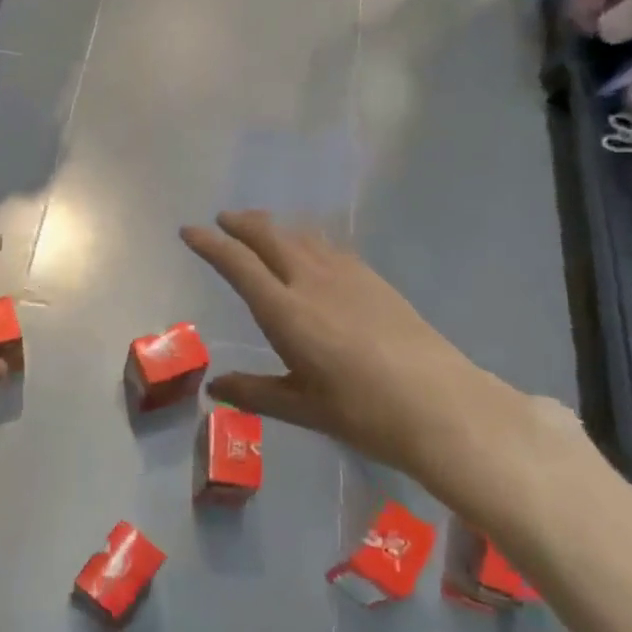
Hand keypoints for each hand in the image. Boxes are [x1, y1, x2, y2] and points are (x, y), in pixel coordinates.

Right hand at [181, 211, 525, 493]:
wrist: (442, 405)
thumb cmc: (362, 412)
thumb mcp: (301, 407)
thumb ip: (254, 391)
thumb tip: (216, 387)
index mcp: (285, 311)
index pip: (237, 264)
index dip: (210, 243)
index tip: (189, 231)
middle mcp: (311, 281)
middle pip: (269, 236)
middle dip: (242, 223)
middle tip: (223, 219)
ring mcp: (347, 276)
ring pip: (302, 235)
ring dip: (275, 227)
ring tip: (261, 228)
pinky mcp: (375, 280)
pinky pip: (329, 246)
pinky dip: (307, 239)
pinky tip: (311, 250)